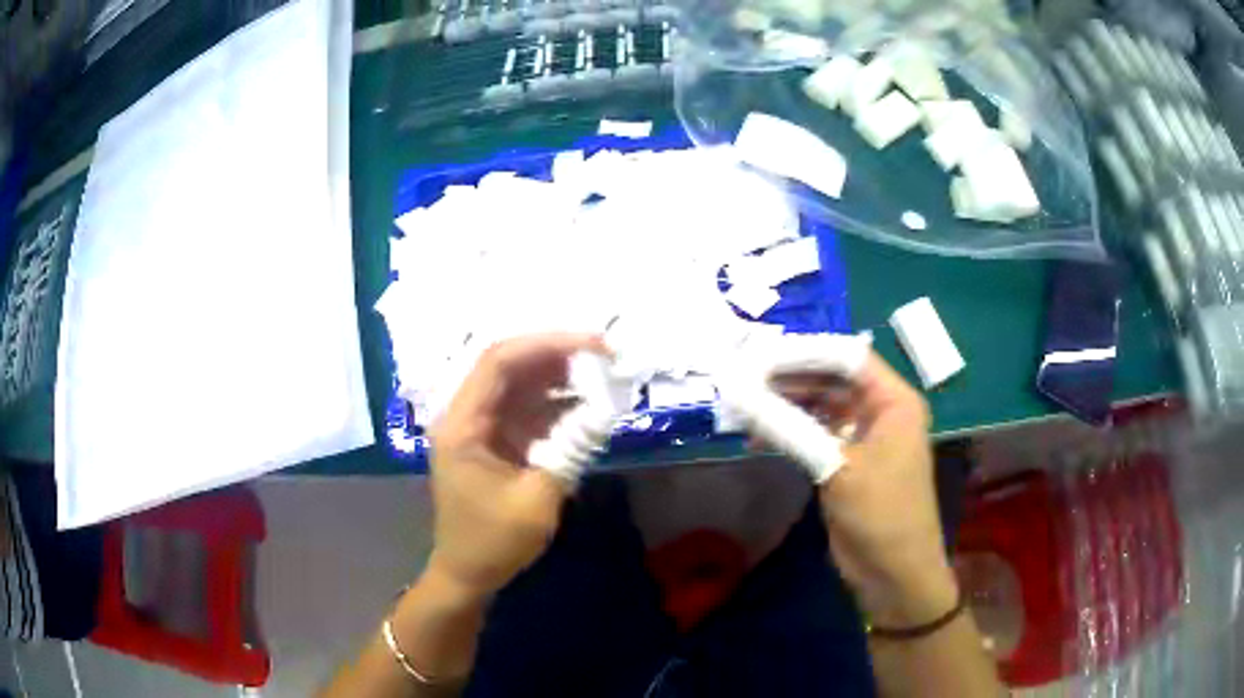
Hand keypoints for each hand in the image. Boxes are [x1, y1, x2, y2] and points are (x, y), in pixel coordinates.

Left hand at [426, 333, 608, 598]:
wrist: (467, 573)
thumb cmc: (493, 542)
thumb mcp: (537, 500)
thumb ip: (570, 450)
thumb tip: (604, 410)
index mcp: (462, 424)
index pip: (499, 362)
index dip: (547, 344)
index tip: (592, 346)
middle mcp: (464, 414)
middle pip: (508, 365)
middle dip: (556, 355)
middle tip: (604, 356)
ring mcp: (478, 425)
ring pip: (518, 383)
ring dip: (557, 376)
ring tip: (600, 374)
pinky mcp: (492, 439)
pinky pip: (523, 408)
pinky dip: (553, 403)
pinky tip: (584, 404)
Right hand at [768, 353, 957, 626]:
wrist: (894, 574)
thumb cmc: (881, 513)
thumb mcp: (837, 467)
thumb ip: (789, 427)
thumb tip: (737, 393)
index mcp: (893, 400)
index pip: (846, 357)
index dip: (802, 353)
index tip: (756, 356)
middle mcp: (879, 410)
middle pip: (830, 378)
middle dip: (787, 379)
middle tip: (741, 381)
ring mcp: (862, 437)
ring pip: (818, 406)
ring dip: (784, 406)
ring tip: (742, 408)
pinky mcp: (845, 462)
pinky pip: (814, 434)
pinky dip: (788, 432)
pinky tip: (758, 437)